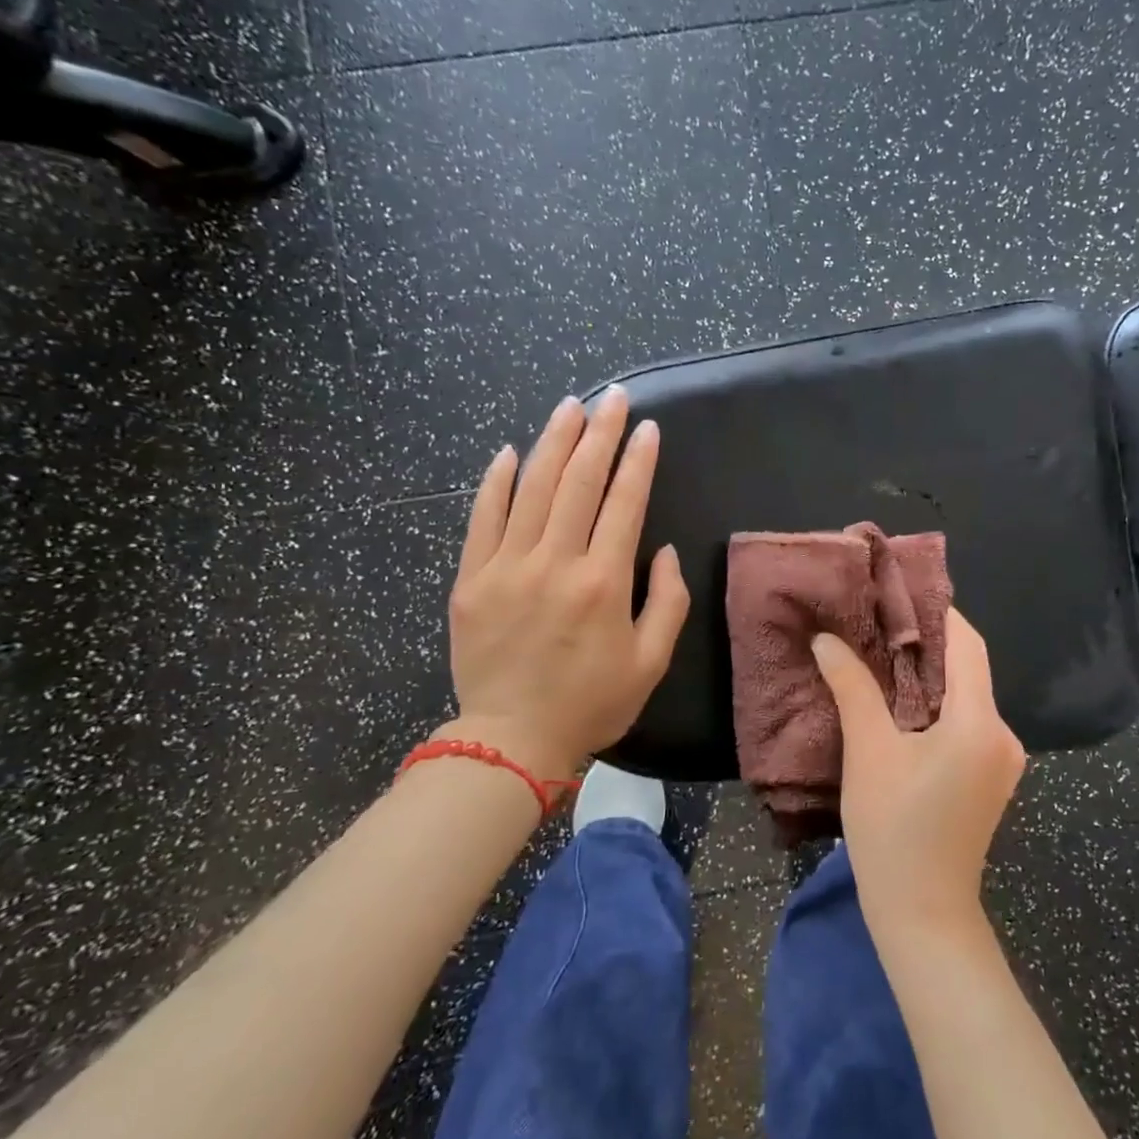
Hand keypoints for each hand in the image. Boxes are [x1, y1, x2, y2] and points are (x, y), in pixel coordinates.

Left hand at [437, 387, 688, 787]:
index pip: (625, 503)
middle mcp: (555, 563)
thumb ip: (668, 600)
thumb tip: (662, 549)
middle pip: (580, 482)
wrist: (512, 740)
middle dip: (600, 433)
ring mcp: (507, 567)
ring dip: (553, 442)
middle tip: (613, 398)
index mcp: (603, 582)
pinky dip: (496, 482)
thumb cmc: (591, 703)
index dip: (638, 461)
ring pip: (532, 489)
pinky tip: (510, 452)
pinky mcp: (471, 579)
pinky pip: (483, 518)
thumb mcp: (652, 661)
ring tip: (570, 406)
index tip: (647, 428)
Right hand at [812, 609, 1025, 935]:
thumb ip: (852, 688)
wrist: (923, 916)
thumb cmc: (894, 831)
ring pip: (965, 696)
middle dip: (924, 642)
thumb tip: (826, 639)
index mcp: (980, 723)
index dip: (935, 612)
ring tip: (879, 654)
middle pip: (967, 668)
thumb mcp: (868, 753)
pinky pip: (965, 722)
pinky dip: (934, 704)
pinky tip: (898, 702)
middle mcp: (1002, 735)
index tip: (897, 592)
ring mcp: (1001, 760)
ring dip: (926, 674)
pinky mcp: (989, 778)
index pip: (966, 644)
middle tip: (877, 620)